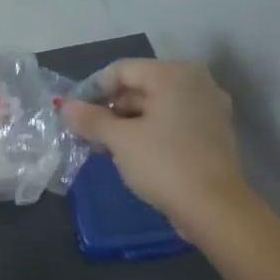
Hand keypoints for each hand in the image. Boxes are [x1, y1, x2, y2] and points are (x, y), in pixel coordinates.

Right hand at [61, 60, 248, 223]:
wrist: (215, 208)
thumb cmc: (164, 163)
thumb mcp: (120, 140)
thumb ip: (90, 119)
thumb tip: (65, 107)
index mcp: (173, 74)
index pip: (121, 70)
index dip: (92, 89)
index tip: (74, 114)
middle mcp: (195, 82)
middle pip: (140, 85)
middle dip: (110, 108)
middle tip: (87, 132)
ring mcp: (208, 107)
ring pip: (156, 105)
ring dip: (127, 122)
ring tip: (104, 146)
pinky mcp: (213, 131)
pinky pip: (173, 120)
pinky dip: (150, 130)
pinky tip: (131, 152)